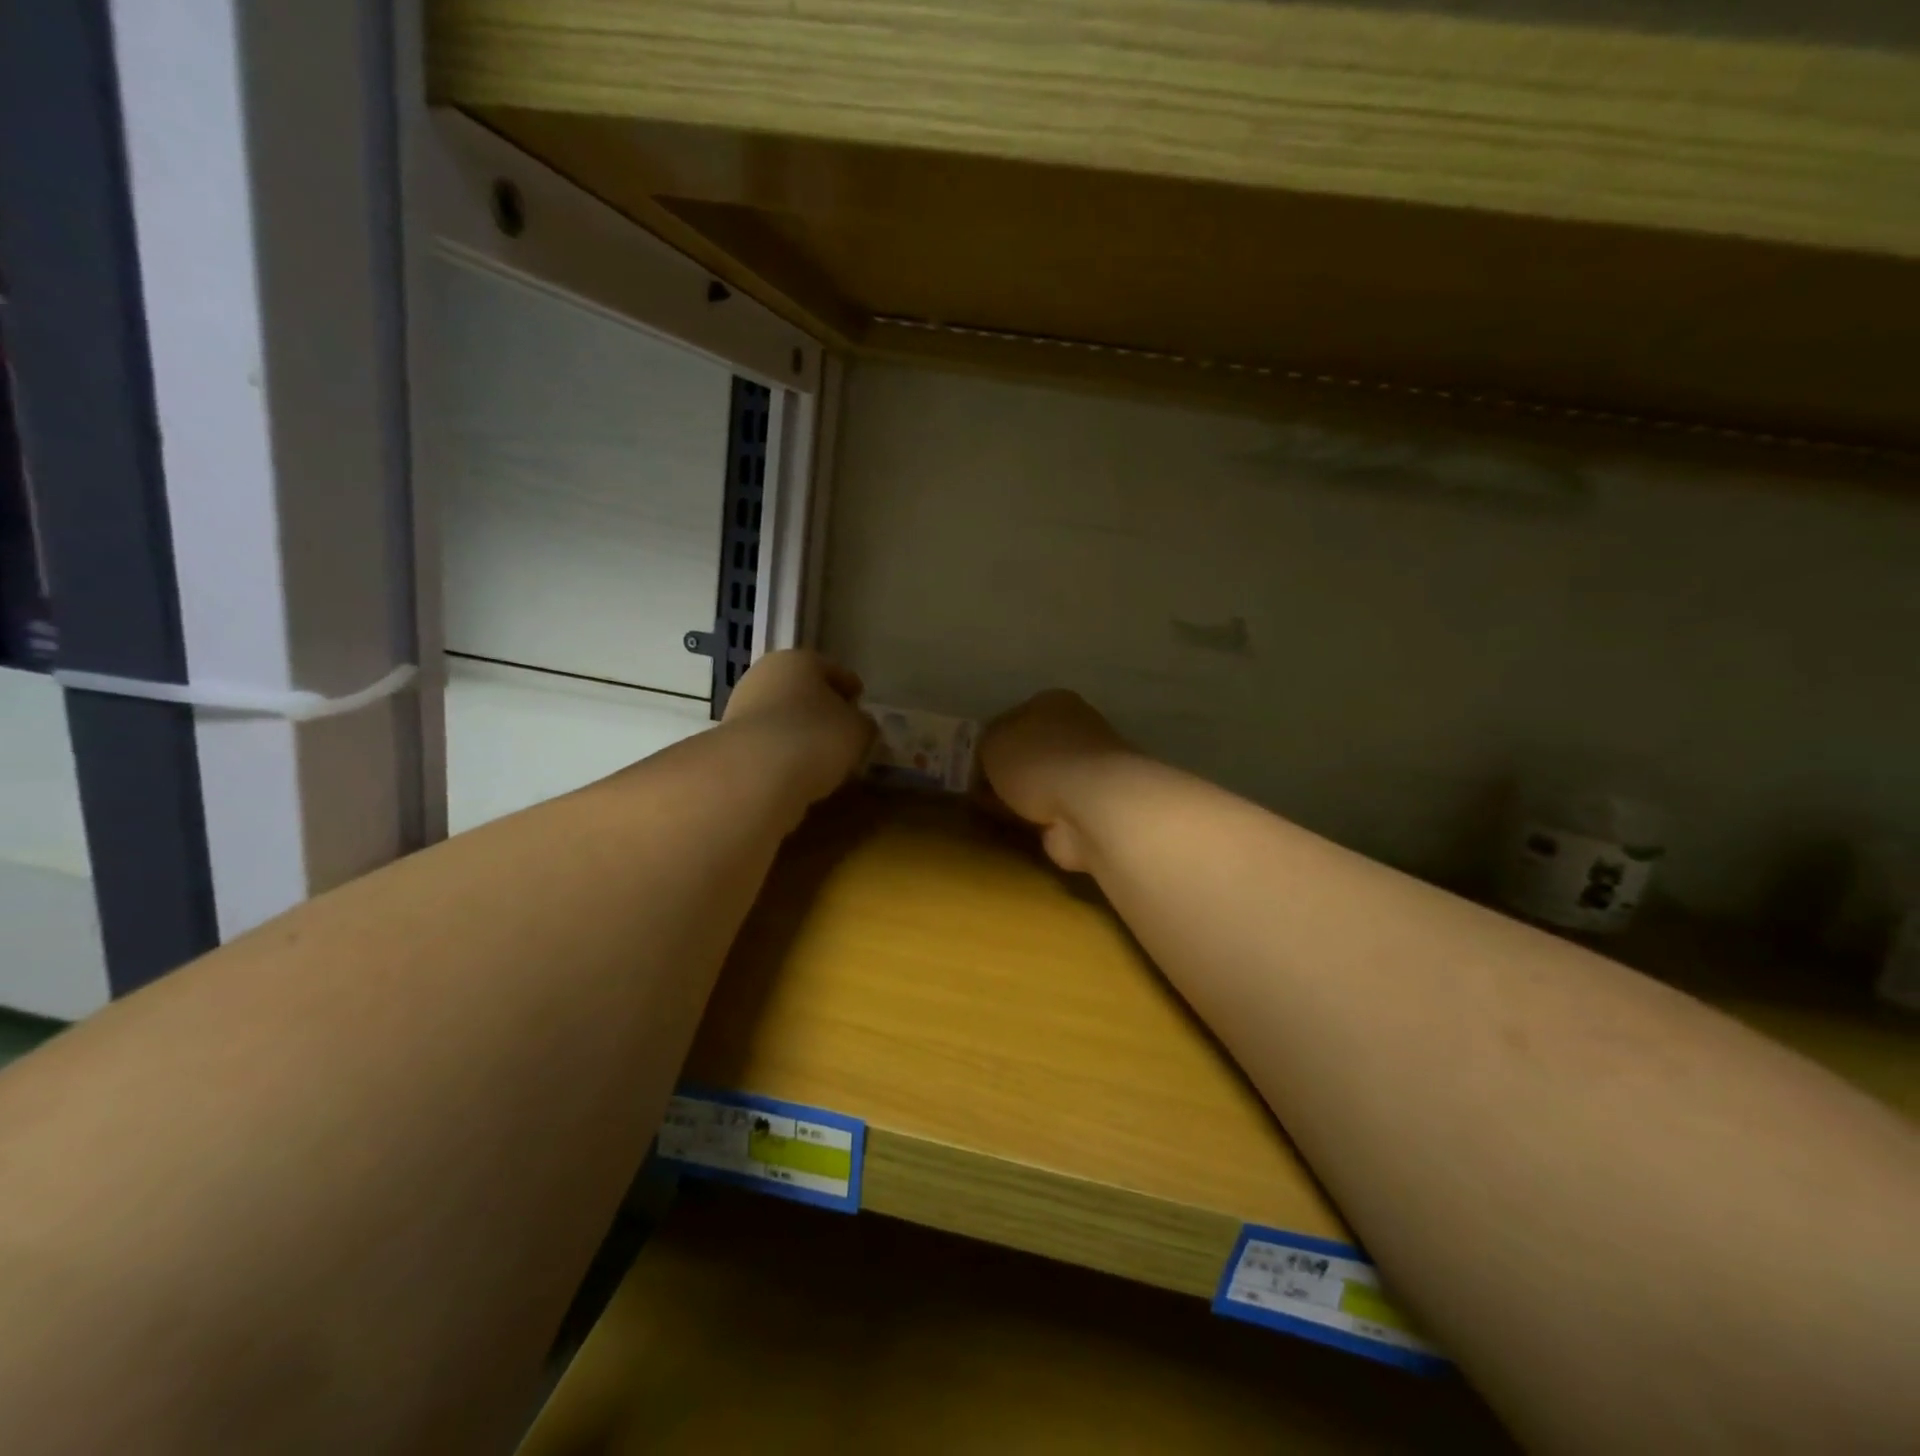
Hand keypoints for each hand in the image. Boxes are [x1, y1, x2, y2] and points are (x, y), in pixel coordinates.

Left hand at [722, 650, 875, 805]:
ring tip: (823, 759)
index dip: (853, 691)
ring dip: (801, 734)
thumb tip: (858, 726)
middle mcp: (766, 674)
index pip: (836, 672)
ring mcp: (742, 707)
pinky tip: (798, 772)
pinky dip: (783, 754)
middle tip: (844, 735)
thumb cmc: (815, 737)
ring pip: (783, 718)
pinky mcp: (729, 742)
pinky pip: (768, 744)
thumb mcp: (859, 731)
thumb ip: (864, 724)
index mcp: (800, 660)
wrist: (754, 774)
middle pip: (804, 692)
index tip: (862, 710)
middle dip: (823, 711)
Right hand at [979, 690, 1134, 872]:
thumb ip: (985, 746)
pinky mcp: (1093, 809)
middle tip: (978, 792)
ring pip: (1043, 784)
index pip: (1016, 717)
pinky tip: (1016, 831)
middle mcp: (1077, 731)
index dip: (992, 740)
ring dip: (1023, 799)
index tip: (972, 765)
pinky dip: (1036, 823)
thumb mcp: (992, 742)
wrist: (1090, 806)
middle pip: (1031, 752)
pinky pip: (1052, 814)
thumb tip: (987, 761)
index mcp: (1054, 703)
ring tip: (992, 814)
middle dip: (1008, 772)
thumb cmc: (1037, 760)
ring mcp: (1088, 773)